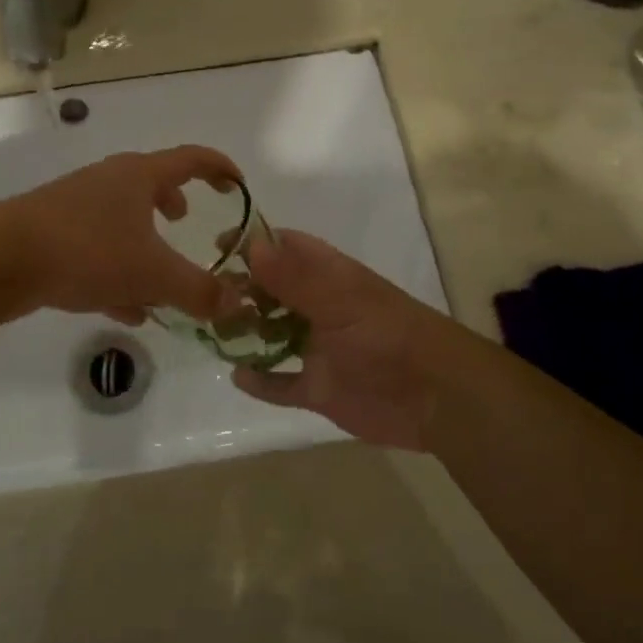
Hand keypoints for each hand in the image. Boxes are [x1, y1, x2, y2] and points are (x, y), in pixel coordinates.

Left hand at [0, 146, 242, 323]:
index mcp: (137, 176)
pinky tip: (126, 309)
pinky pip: (97, 251)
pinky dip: (118, 273)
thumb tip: (238, 304)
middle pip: (149, 184)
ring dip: (144, 245)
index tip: (238, 184)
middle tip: (186, 220)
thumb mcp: (152, 274)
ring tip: (160, 280)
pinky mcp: (51, 236)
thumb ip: (199, 290)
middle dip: (172, 203)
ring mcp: (74, 208)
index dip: (220, 168)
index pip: (190, 159)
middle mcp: (106, 183)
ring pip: (121, 222)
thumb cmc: (87, 251)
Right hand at [229, 230, 451, 450]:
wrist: (437, 398)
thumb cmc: (388, 337)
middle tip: (206, 297)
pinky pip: (281, 383)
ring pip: (272, 334)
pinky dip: (261, 381)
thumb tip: (250, 244)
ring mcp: (318, 349)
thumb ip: (295, 278)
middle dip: (241, 289)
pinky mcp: (319, 389)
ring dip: (246, 331)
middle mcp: (320, 308)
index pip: (286, 248)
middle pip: (272, 291)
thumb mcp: (340, 302)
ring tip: (213, 331)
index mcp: (329, 278)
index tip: (217, 247)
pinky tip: (237, 376)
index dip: (253, 243)